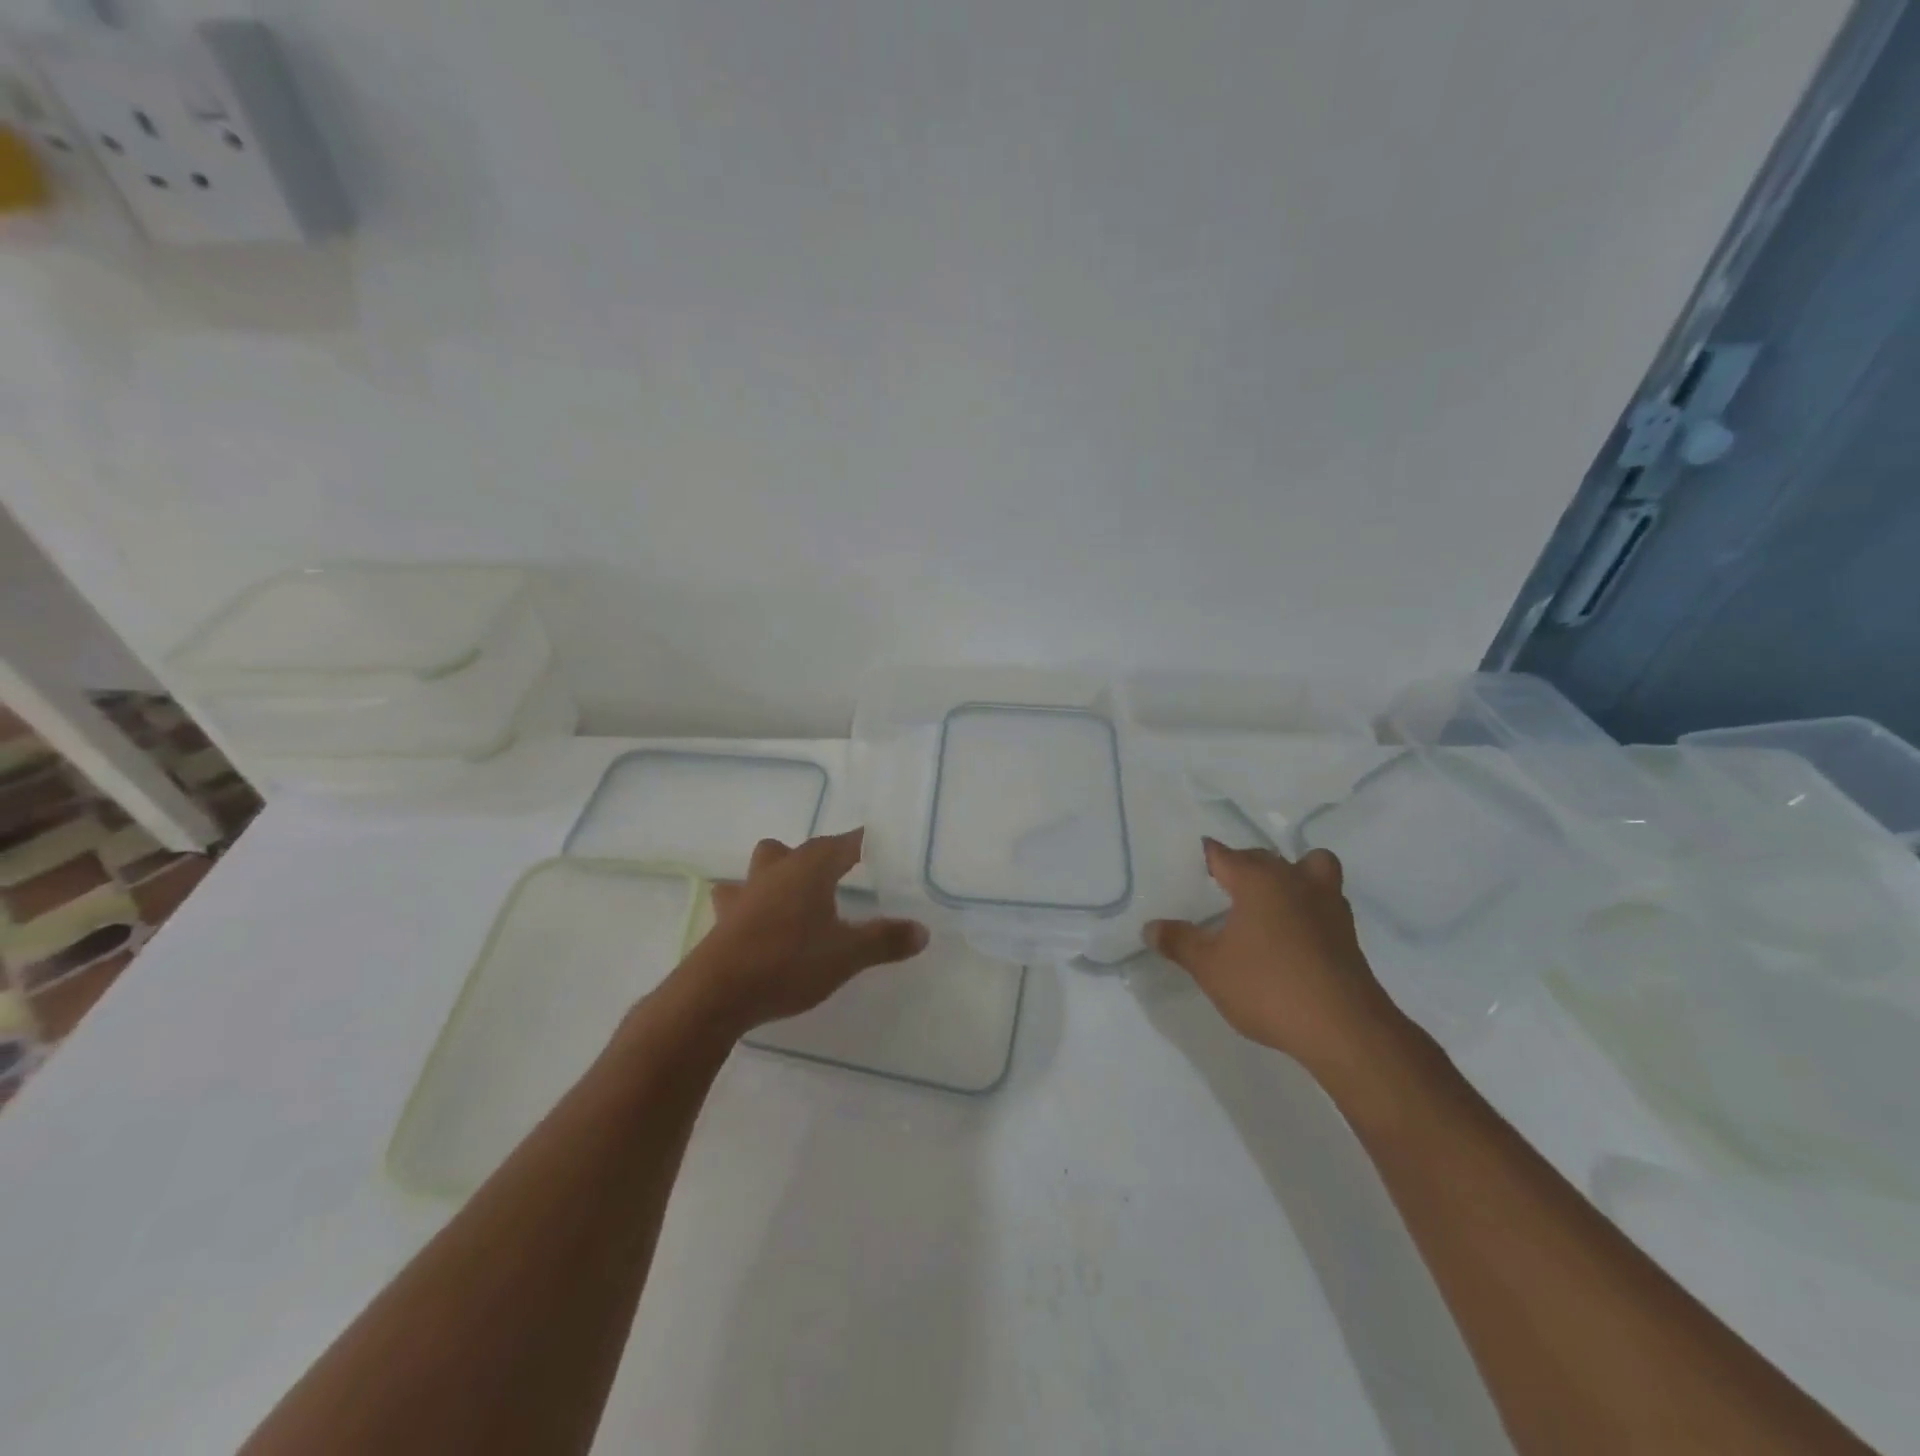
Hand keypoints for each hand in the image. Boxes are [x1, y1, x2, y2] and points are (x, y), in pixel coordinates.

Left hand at [667, 829, 928, 1037]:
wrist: (716, 994)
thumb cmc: (788, 962)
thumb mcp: (847, 955)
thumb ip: (885, 940)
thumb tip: (922, 931)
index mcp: (809, 869)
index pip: (843, 843)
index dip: (862, 844)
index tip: (880, 848)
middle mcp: (776, 872)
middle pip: (796, 849)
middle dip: (816, 857)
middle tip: (838, 878)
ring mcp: (745, 895)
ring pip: (762, 869)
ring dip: (777, 876)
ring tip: (794, 899)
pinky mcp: (724, 921)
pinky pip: (740, 901)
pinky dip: (753, 907)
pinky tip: (761, 928)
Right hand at [1147, 840, 1408, 1082]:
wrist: (1344, 1029)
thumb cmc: (1268, 987)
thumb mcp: (1209, 967)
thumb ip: (1179, 942)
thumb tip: (1150, 927)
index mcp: (1258, 881)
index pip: (1224, 855)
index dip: (1207, 856)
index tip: (1193, 861)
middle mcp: (1294, 881)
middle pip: (1264, 858)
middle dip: (1243, 865)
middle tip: (1221, 886)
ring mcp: (1327, 905)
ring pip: (1311, 868)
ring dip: (1293, 874)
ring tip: (1270, 901)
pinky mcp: (1348, 933)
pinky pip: (1325, 900)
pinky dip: (1310, 905)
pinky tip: (1293, 933)